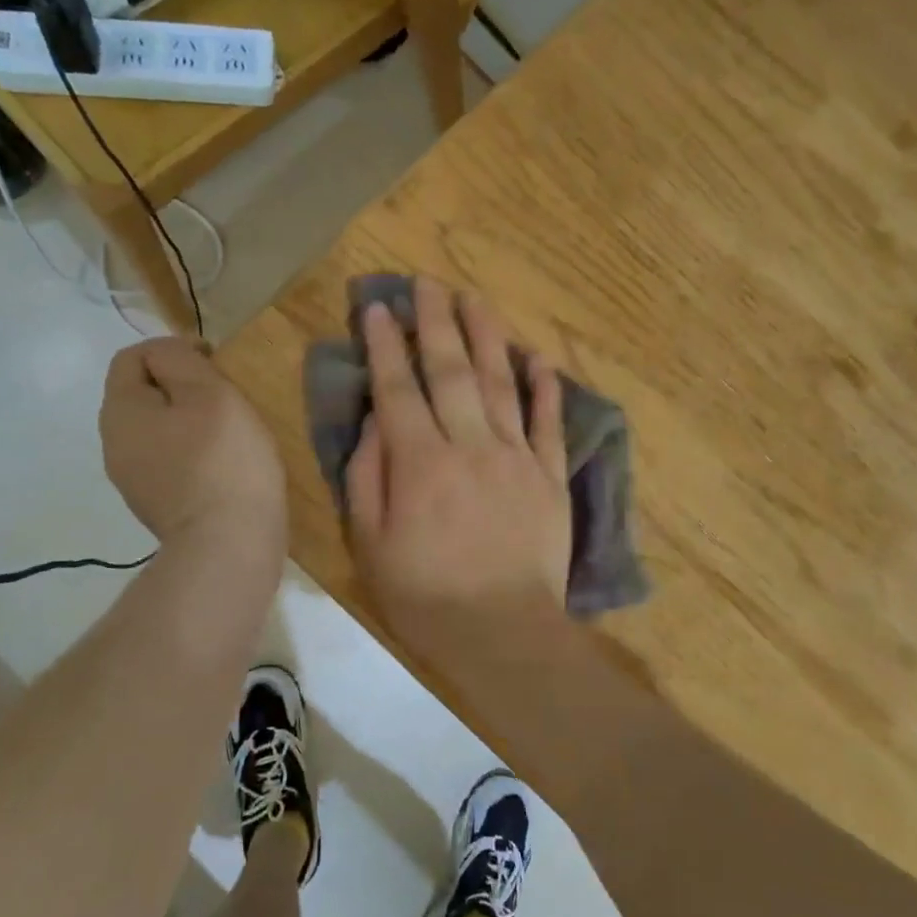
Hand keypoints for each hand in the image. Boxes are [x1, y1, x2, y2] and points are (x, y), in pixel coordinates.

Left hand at [100, 338, 286, 550]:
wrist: (228, 545)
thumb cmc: (223, 460)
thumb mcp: (208, 392)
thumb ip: (179, 360)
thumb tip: (165, 355)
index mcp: (120, 411)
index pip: (132, 356)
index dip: (173, 348)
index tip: (215, 362)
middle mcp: (114, 443)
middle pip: (142, 394)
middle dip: (181, 386)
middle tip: (225, 396)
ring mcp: (132, 479)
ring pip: (156, 428)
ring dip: (188, 420)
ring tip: (228, 430)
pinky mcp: (155, 504)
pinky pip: (168, 459)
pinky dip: (191, 451)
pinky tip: (222, 464)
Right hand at [345, 281, 571, 645]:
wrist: (504, 634)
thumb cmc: (425, 596)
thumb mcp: (370, 544)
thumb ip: (367, 477)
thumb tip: (374, 422)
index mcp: (420, 462)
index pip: (397, 387)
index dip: (384, 344)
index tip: (377, 308)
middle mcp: (469, 444)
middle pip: (450, 369)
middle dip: (435, 321)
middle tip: (427, 283)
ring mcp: (515, 456)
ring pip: (499, 381)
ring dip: (486, 335)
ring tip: (474, 298)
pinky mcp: (549, 475)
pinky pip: (548, 420)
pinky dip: (543, 385)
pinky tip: (535, 355)